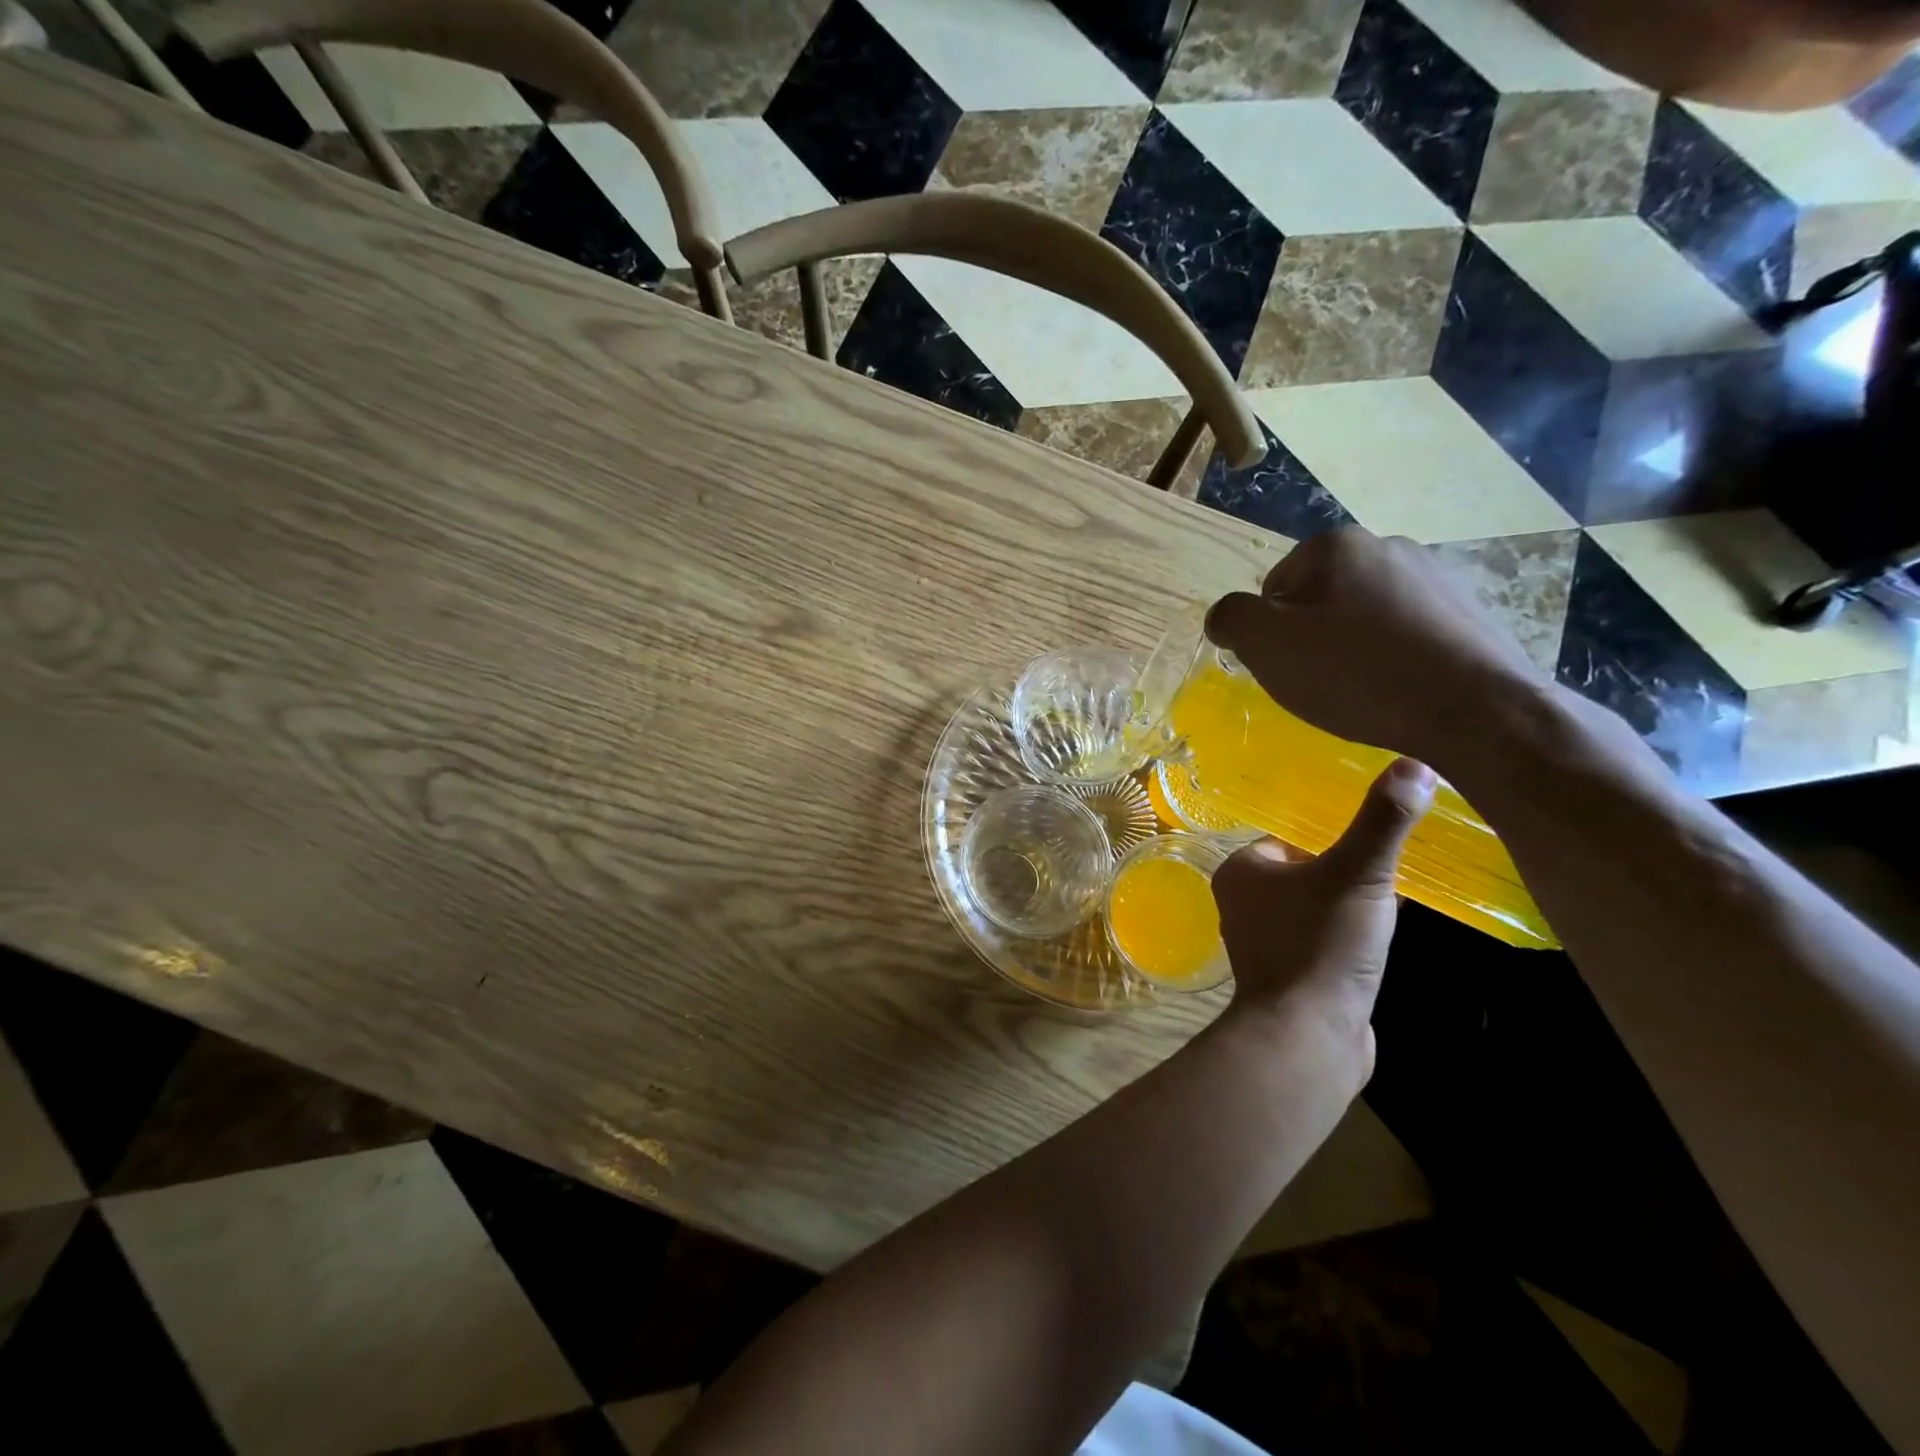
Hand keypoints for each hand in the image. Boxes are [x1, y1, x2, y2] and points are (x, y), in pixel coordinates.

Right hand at [1204, 528, 1546, 774]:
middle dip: (1312, 636)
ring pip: (1365, 615)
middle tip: (1319, 681)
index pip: (1274, 586)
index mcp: (1335, 545)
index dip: (1270, 632)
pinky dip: (1393, 657)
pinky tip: (1399, 689)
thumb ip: (1231, 619)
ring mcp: (1436, 575)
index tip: (1286, 666)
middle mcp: (1387, 545)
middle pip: (1320, 597)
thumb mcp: (1266, 645)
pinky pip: (1407, 632)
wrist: (1474, 709)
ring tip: (1362, 690)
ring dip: (1352, 647)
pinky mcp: (1468, 611)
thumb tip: (1225, 615)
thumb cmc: (1356, 672)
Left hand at [1211, 758, 1435, 1075]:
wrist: (1309, 1036)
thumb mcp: (1357, 874)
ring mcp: (1265, 941)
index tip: (1376, 834)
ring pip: (1316, 905)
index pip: (1291, 836)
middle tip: (1394, 863)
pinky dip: (1350, 934)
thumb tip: (1413, 764)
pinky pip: (1324, 938)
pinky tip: (1383, 936)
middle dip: (1347, 868)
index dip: (1334, 834)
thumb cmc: (1321, 944)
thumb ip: (1382, 821)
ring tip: (1395, 896)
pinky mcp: (1290, 973)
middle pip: (1306, 869)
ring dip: (1352, 902)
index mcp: (1241, 870)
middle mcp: (1243, 902)